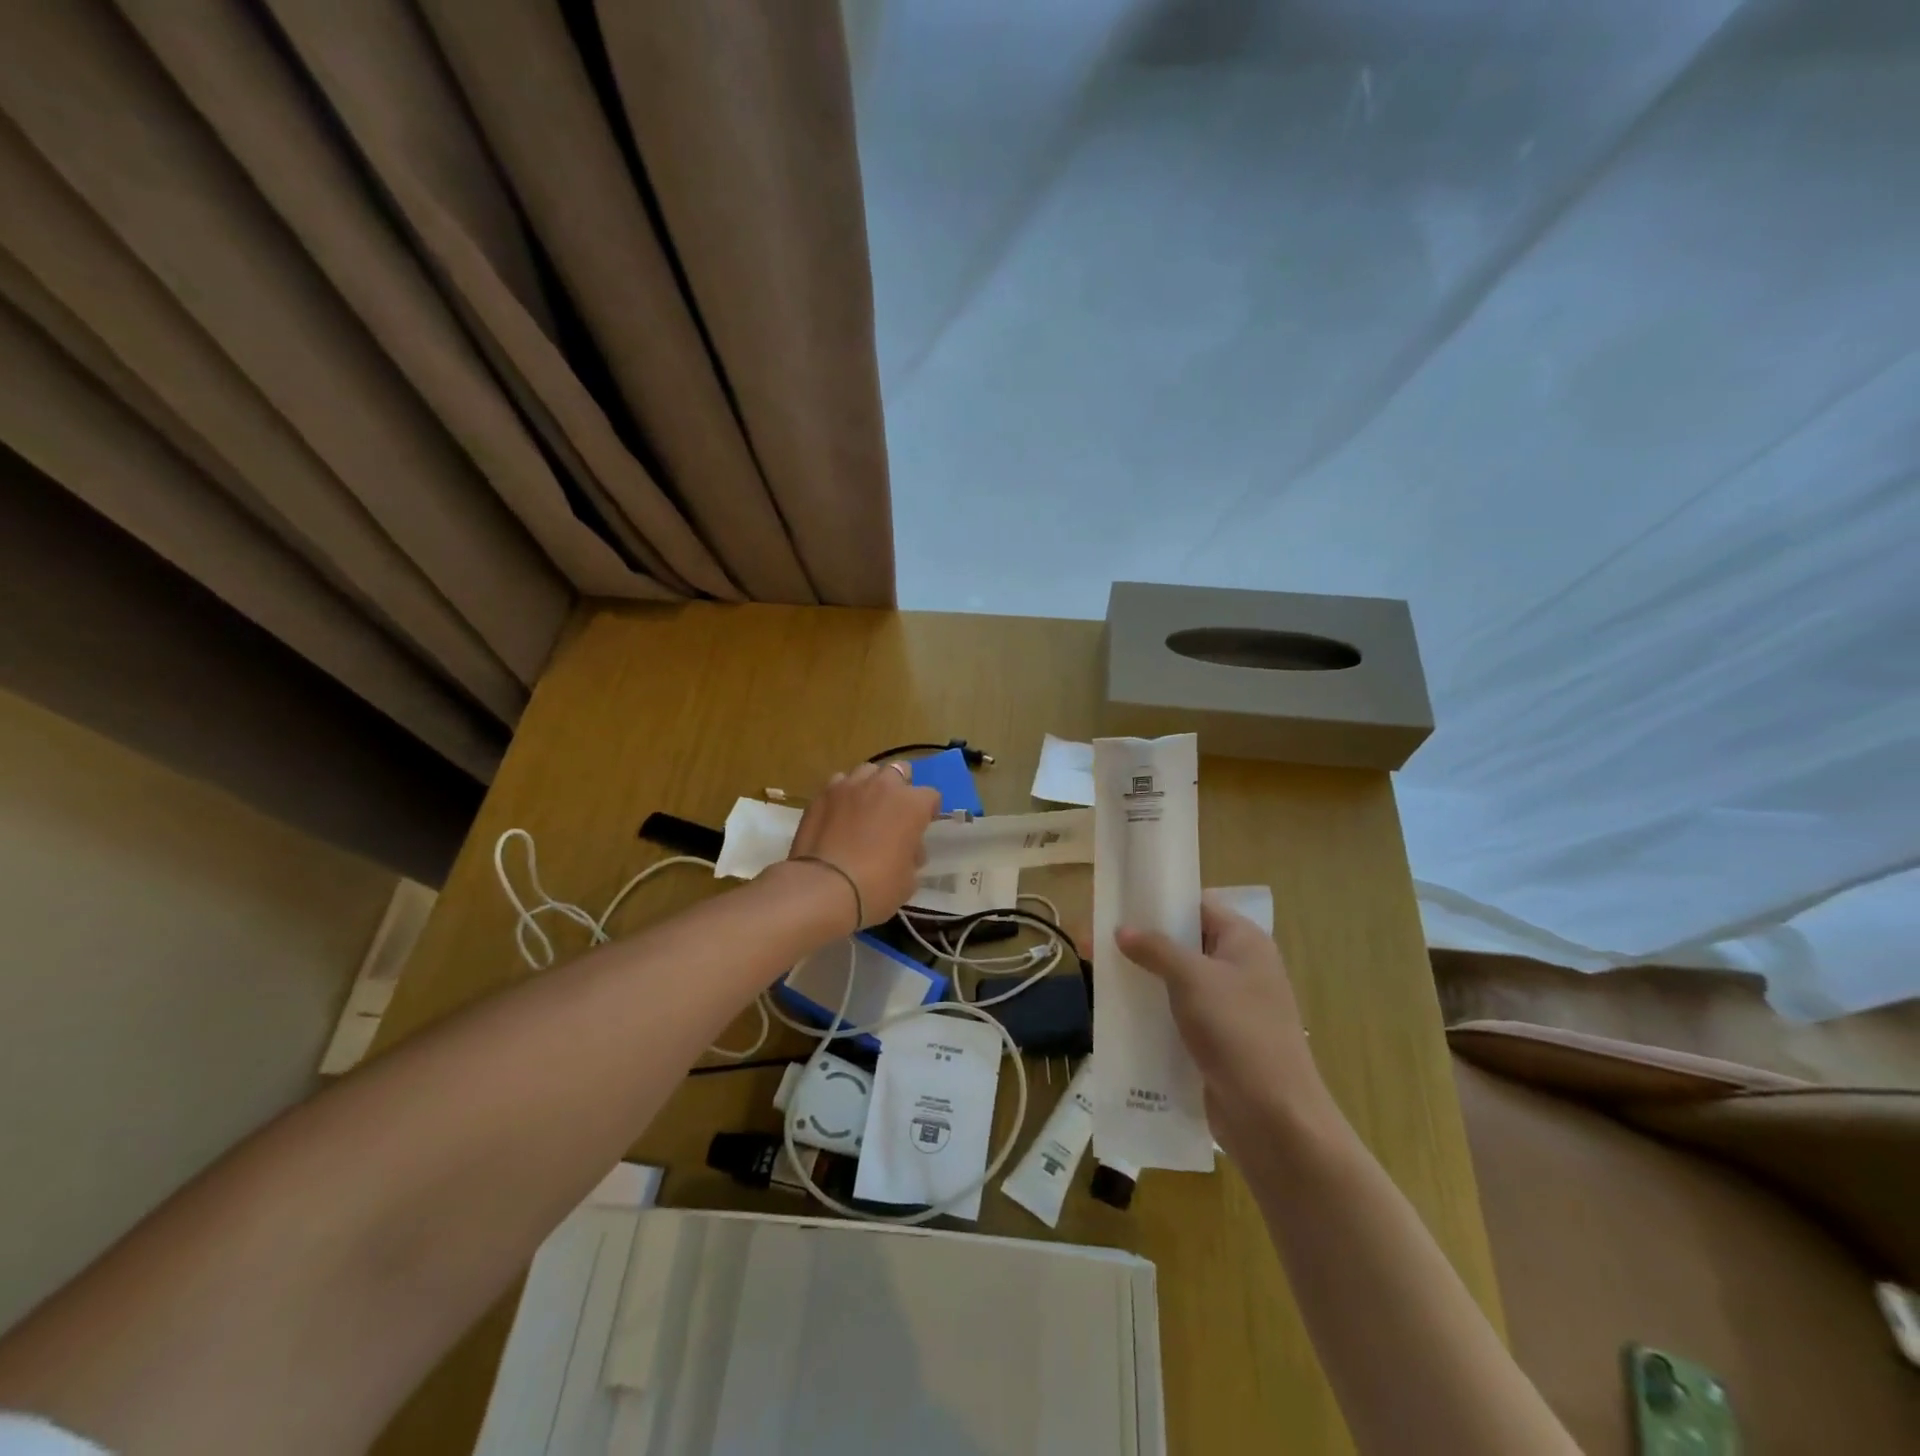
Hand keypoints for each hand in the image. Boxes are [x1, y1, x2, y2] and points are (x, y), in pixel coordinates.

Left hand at [785, 762, 939, 928]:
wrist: (823, 888)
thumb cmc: (876, 887)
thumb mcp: (908, 880)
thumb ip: (912, 855)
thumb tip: (909, 849)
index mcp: (912, 804)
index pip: (931, 796)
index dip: (928, 811)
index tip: (921, 826)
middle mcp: (884, 786)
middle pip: (899, 771)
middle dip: (900, 787)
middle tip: (893, 812)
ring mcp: (850, 786)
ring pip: (867, 772)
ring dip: (871, 785)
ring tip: (864, 808)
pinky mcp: (823, 794)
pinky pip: (839, 784)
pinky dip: (843, 794)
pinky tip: (838, 813)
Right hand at [1116, 893, 1332, 1150]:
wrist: (1273, 1119)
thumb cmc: (1238, 1032)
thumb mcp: (1193, 979)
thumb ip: (1155, 948)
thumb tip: (1121, 929)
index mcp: (1244, 941)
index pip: (1197, 906)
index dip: (1159, 901)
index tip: (1118, 902)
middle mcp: (1239, 968)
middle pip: (1183, 943)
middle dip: (1140, 942)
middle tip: (1095, 940)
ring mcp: (1229, 1007)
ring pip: (1176, 981)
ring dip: (1142, 978)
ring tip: (1097, 974)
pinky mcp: (1216, 1041)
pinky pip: (1177, 1014)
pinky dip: (1152, 1011)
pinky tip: (1118, 1013)